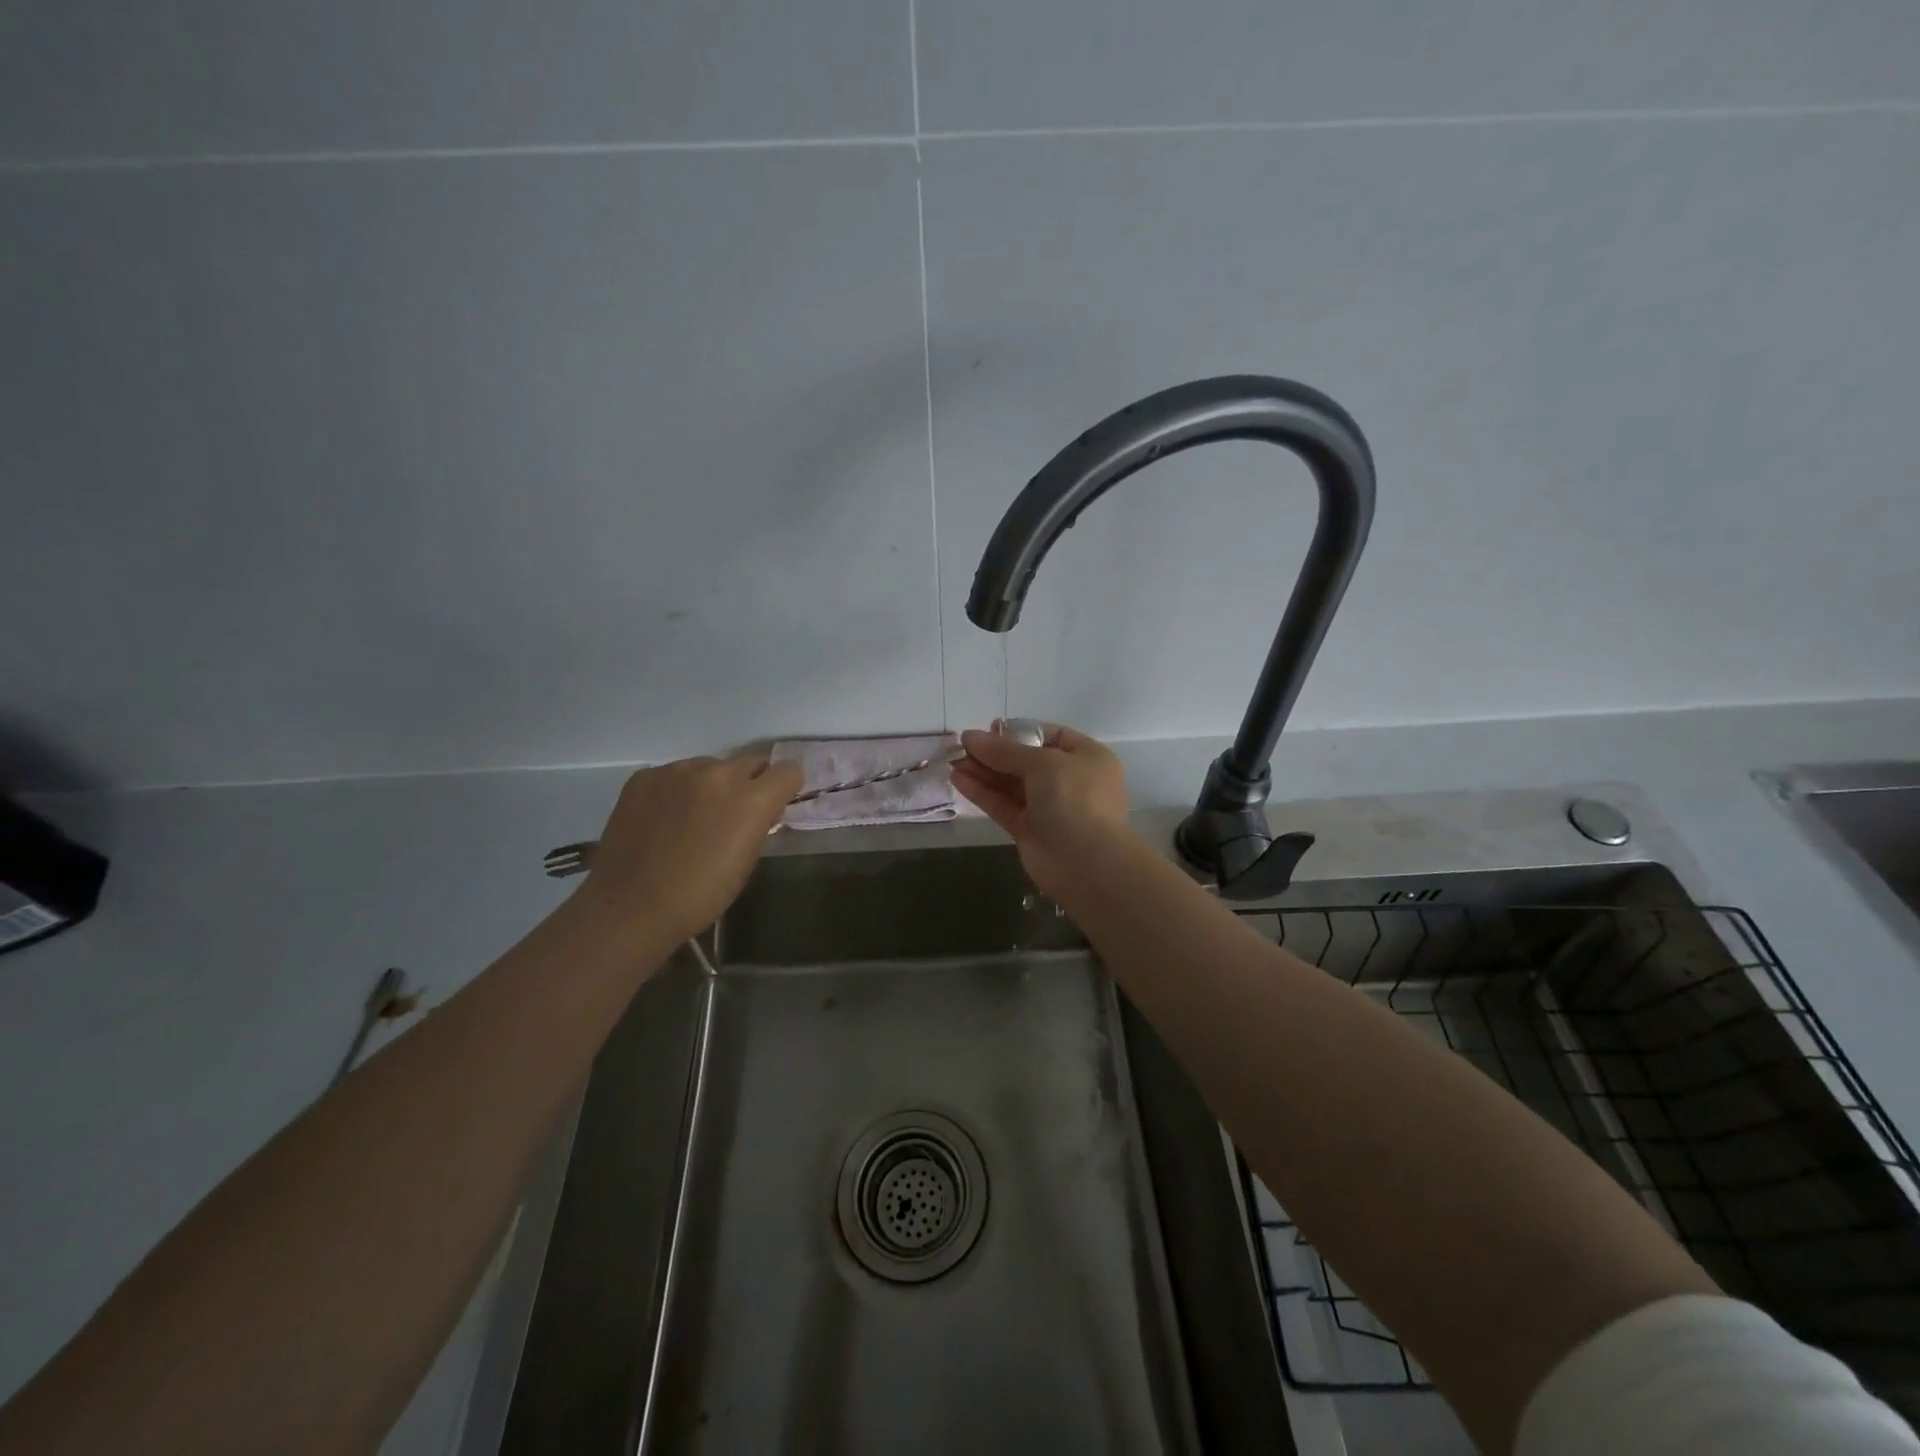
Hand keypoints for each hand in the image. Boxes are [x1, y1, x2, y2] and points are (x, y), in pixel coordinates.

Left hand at [570, 749, 803, 949]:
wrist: (630, 907)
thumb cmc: (699, 896)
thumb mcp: (747, 862)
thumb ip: (760, 824)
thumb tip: (762, 810)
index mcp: (751, 799)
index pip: (788, 771)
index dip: (786, 788)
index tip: (776, 805)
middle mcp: (718, 773)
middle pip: (751, 762)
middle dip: (751, 783)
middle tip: (734, 813)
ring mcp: (677, 771)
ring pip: (711, 766)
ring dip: (712, 785)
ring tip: (693, 818)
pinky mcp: (645, 776)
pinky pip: (675, 774)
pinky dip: (677, 790)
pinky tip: (664, 819)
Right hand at [951, 721, 1130, 899]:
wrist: (1087, 864)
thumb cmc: (1075, 800)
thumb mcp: (1043, 763)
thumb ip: (1005, 750)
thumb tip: (971, 736)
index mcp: (1085, 757)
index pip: (1049, 735)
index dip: (1018, 731)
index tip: (989, 729)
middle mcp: (1068, 779)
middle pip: (1025, 760)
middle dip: (994, 753)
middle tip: (962, 746)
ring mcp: (1048, 806)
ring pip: (1011, 783)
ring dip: (983, 771)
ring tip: (953, 760)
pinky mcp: (1029, 829)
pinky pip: (1003, 804)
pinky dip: (982, 792)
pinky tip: (959, 779)